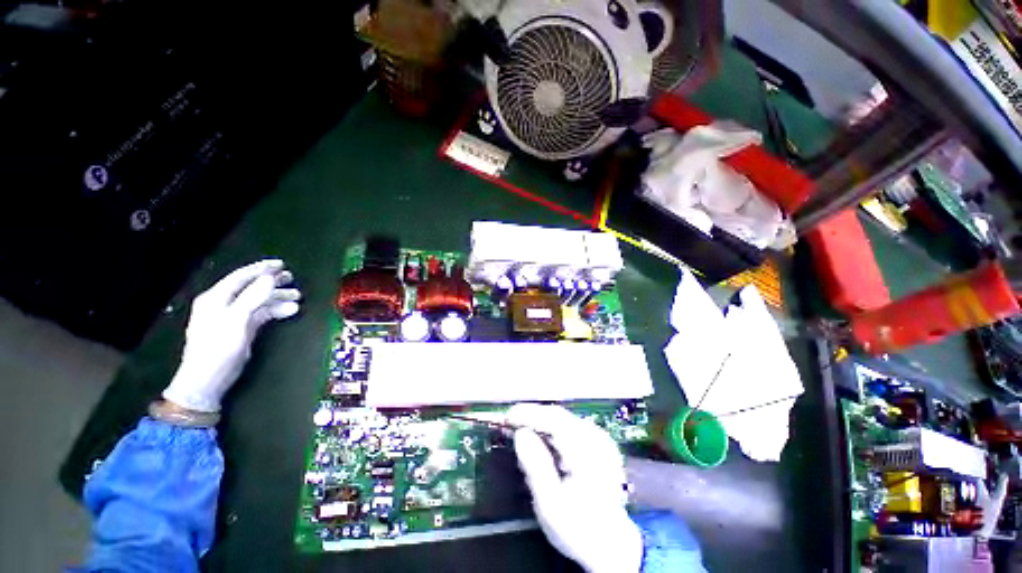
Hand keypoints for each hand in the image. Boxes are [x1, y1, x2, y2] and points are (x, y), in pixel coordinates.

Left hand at [162, 260, 300, 412]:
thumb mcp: (235, 322)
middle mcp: (223, 304)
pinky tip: (290, 311)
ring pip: (259, 301)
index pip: (240, 277)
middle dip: (272, 282)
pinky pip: (261, 313)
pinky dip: (276, 310)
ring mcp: (232, 317)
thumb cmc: (217, 350)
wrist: (207, 381)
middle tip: (292, 278)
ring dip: (278, 297)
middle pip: (251, 287)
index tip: (281, 265)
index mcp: (216, 298)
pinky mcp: (241, 328)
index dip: (261, 269)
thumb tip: (270, 278)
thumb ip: (252, 298)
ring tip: (297, 297)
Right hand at [507, 404, 642, 572]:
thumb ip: (535, 466)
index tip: (507, 417)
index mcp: (586, 452)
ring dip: (541, 421)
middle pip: (558, 415)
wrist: (612, 545)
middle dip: (533, 416)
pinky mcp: (600, 444)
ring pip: (564, 419)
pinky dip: (553, 428)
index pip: (553, 419)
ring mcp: (600, 440)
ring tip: (522, 429)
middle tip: (510, 422)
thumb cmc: (578, 528)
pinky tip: (542, 438)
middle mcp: (596, 439)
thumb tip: (520, 433)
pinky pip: (570, 426)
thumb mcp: (550, 504)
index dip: (528, 414)